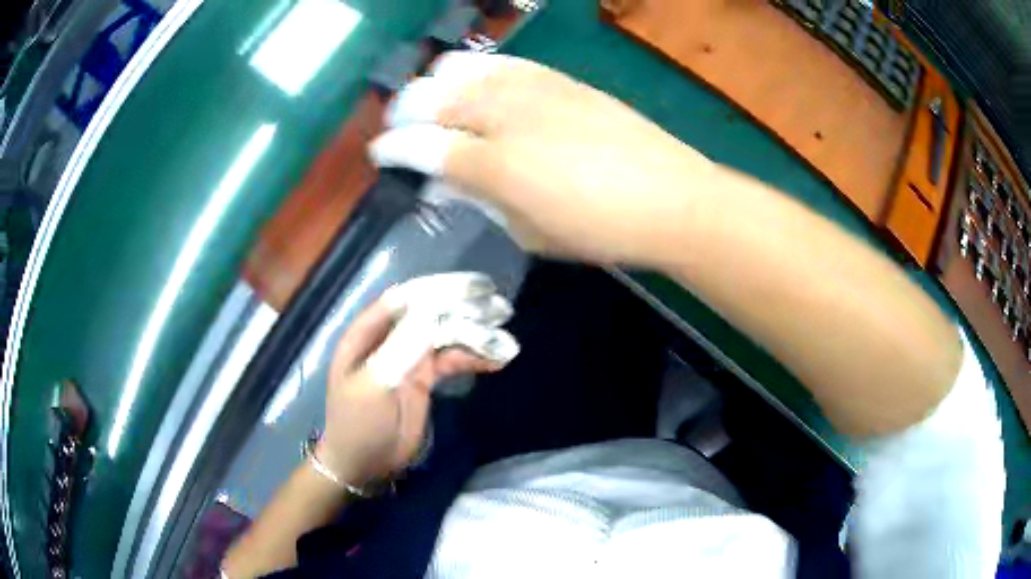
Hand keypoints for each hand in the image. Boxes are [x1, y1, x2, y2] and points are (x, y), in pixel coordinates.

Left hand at [318, 298, 500, 485]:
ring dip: (474, 335)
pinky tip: (496, 360)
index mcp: (367, 334)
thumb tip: (432, 314)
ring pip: (444, 337)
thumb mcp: (374, 386)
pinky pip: (451, 361)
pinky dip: (473, 359)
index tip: (471, 287)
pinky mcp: (424, 379)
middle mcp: (389, 338)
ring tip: (504, 338)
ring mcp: (408, 358)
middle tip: (499, 308)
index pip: (402, 300)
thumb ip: (401, 350)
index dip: (435, 289)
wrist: (364, 465)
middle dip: (462, 310)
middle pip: (428, 314)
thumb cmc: (359, 423)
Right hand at [370, 51, 717, 267]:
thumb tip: (445, 180)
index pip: (420, 146)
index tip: (380, 154)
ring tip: (433, 103)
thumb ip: (480, 199)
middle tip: (402, 129)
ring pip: (460, 70)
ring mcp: (532, 88)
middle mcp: (503, 115)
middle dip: (404, 113)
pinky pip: (501, 62)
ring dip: (434, 86)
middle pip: (431, 98)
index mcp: (492, 165)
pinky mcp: (558, 77)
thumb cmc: (599, 229)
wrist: (670, 197)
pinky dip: (475, 71)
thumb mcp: (529, 232)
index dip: (392, 149)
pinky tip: (474, 83)